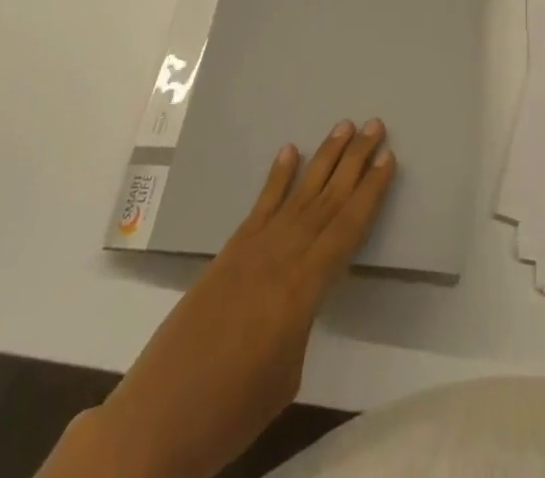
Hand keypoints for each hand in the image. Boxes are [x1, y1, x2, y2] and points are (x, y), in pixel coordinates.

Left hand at [46, 120, 395, 477]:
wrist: (156, 420)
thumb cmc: (231, 412)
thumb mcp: (286, 375)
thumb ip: (302, 320)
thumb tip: (301, 295)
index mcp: (302, 288)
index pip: (346, 228)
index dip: (370, 193)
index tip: (389, 158)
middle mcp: (281, 256)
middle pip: (327, 200)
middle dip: (354, 161)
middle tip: (375, 125)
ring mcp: (252, 249)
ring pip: (299, 194)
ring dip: (324, 158)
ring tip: (344, 126)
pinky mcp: (229, 253)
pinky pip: (261, 206)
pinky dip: (277, 177)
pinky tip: (289, 152)